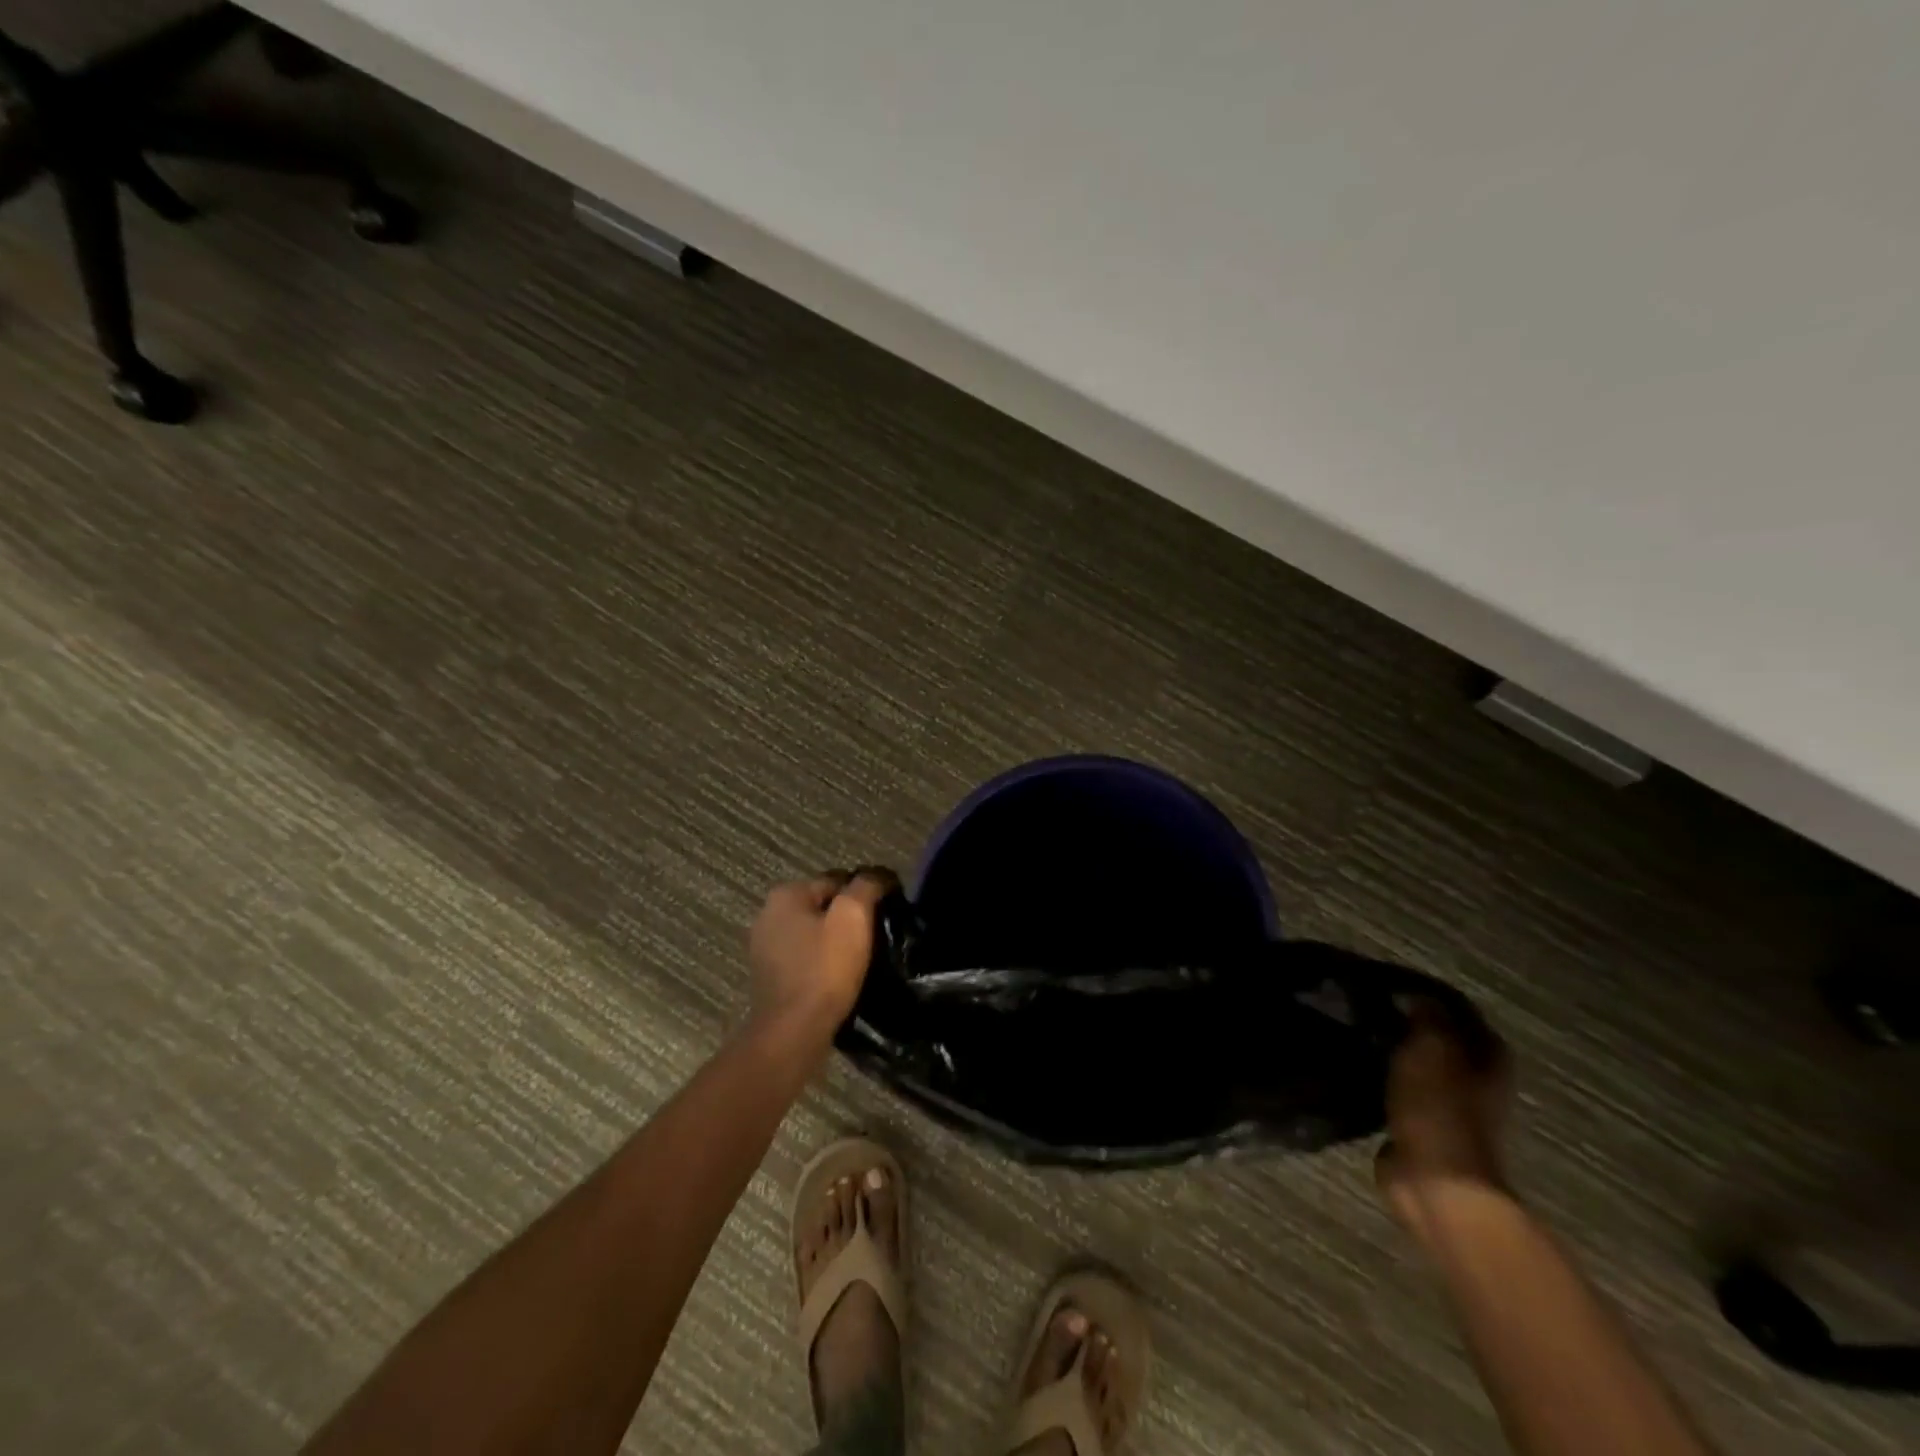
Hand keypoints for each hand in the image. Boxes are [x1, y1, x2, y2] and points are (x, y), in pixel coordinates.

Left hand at [746, 868, 897, 1042]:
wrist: (793, 1032)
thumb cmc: (824, 969)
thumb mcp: (853, 917)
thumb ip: (866, 886)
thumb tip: (878, 875)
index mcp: (786, 894)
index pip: (837, 880)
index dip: (866, 893)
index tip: (888, 912)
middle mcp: (769, 914)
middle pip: (824, 906)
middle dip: (849, 917)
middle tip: (877, 935)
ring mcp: (764, 947)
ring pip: (814, 932)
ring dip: (836, 940)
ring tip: (863, 957)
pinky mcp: (769, 976)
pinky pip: (805, 957)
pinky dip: (823, 962)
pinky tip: (840, 976)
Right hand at [1376, 1001, 1511, 1227]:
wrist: (1436, 1183)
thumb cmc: (1439, 1109)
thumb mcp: (1431, 1048)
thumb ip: (1426, 1016)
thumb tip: (1416, 994)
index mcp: (1490, 1057)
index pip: (1458, 1010)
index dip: (1426, 994)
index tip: (1387, 982)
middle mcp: (1477, 1080)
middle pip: (1441, 1039)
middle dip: (1409, 1022)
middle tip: (1367, 1004)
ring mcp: (1451, 1107)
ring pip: (1419, 1065)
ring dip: (1395, 1051)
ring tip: (1357, 1030)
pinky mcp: (1422, 1127)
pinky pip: (1400, 1090)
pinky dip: (1383, 1078)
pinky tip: (1357, 1064)